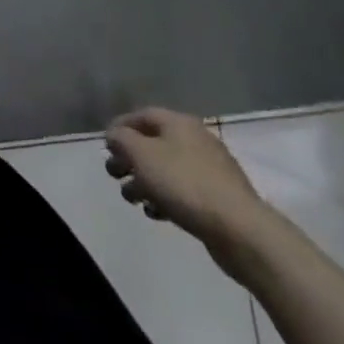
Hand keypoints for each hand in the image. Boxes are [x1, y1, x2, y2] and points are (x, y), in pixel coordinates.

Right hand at [105, 108, 272, 275]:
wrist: (239, 228)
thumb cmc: (184, 183)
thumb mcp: (142, 155)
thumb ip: (122, 140)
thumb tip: (114, 135)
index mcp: (179, 123)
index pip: (142, 115)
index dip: (120, 126)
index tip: (104, 146)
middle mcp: (195, 139)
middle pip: (154, 143)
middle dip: (130, 158)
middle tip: (114, 174)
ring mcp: (209, 169)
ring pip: (167, 168)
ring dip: (144, 181)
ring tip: (131, 199)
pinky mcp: (217, 197)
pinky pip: (183, 190)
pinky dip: (165, 197)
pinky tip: (156, 213)